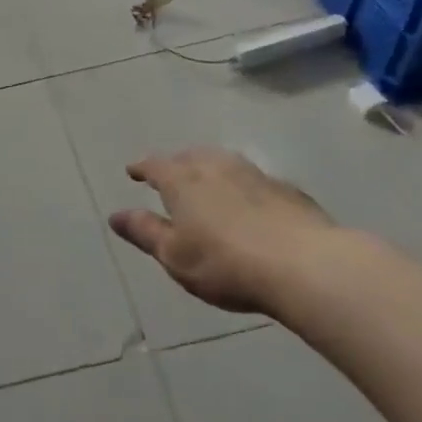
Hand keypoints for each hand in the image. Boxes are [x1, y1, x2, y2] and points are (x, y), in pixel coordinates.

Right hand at [109, 148, 336, 314]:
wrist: (306, 266)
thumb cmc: (225, 263)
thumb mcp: (174, 255)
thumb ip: (145, 232)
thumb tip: (115, 215)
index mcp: (184, 181)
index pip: (156, 165)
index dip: (142, 167)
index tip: (133, 171)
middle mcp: (217, 168)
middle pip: (192, 156)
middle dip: (177, 163)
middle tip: (170, 173)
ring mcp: (256, 175)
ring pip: (225, 162)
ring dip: (210, 167)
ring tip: (206, 180)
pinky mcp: (288, 191)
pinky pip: (253, 179)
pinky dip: (241, 184)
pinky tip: (247, 200)